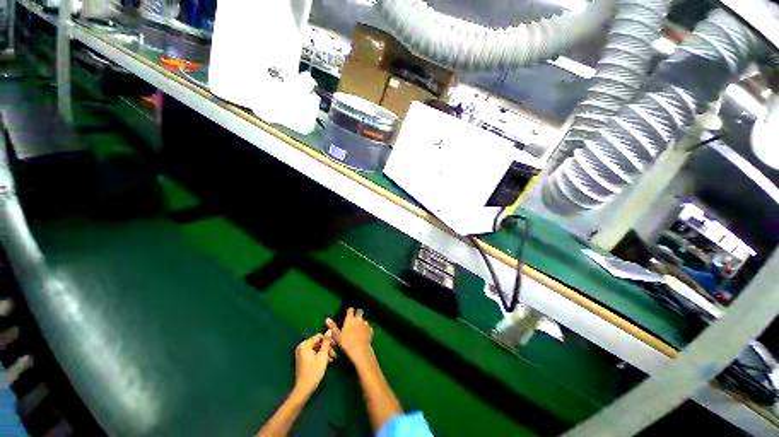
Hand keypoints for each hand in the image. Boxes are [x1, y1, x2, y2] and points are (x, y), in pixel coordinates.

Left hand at [293, 332, 334, 395]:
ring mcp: (301, 353)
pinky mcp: (302, 359)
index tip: (336, 345)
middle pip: (318, 342)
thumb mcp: (322, 356)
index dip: (328, 340)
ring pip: (316, 348)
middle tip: (334, 353)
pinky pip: (313, 353)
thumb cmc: (314, 372)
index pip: (319, 336)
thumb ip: (326, 342)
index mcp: (305, 345)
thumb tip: (329, 330)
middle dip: (327, 347)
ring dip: (325, 352)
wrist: (303, 389)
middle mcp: (301, 347)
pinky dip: (320, 355)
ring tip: (332, 358)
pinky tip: (326, 361)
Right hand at [326, 308, 374, 366]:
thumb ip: (333, 327)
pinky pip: (368, 327)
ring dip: (362, 322)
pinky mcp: (370, 330)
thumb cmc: (346, 343)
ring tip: (359, 329)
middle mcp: (359, 319)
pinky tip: (364, 335)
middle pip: (359, 312)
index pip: (350, 310)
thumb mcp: (337, 336)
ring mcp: (365, 324)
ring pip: (364, 320)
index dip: (350, 311)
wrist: (360, 350)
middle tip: (355, 319)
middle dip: (358, 313)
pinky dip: (366, 329)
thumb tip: (327, 318)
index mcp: (350, 319)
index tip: (348, 313)